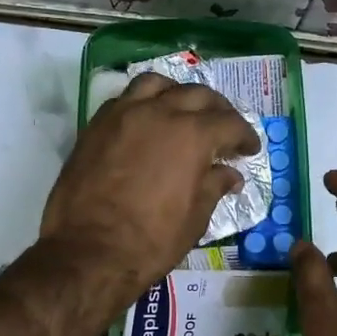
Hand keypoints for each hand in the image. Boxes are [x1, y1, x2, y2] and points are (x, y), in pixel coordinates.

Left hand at [41, 73, 259, 304]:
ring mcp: (124, 114)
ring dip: (177, 94)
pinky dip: (144, 103)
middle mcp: (160, 113)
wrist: (88, 251)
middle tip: (224, 129)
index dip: (245, 136)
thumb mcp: (195, 218)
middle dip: (218, 110)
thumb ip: (214, 186)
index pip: (230, 123)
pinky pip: (126, 98)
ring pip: (158, 84)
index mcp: (192, 135)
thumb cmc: (150, 241)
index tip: (249, 150)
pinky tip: (148, 122)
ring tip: (183, 112)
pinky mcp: (97, 124)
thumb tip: (229, 174)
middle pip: (198, 95)